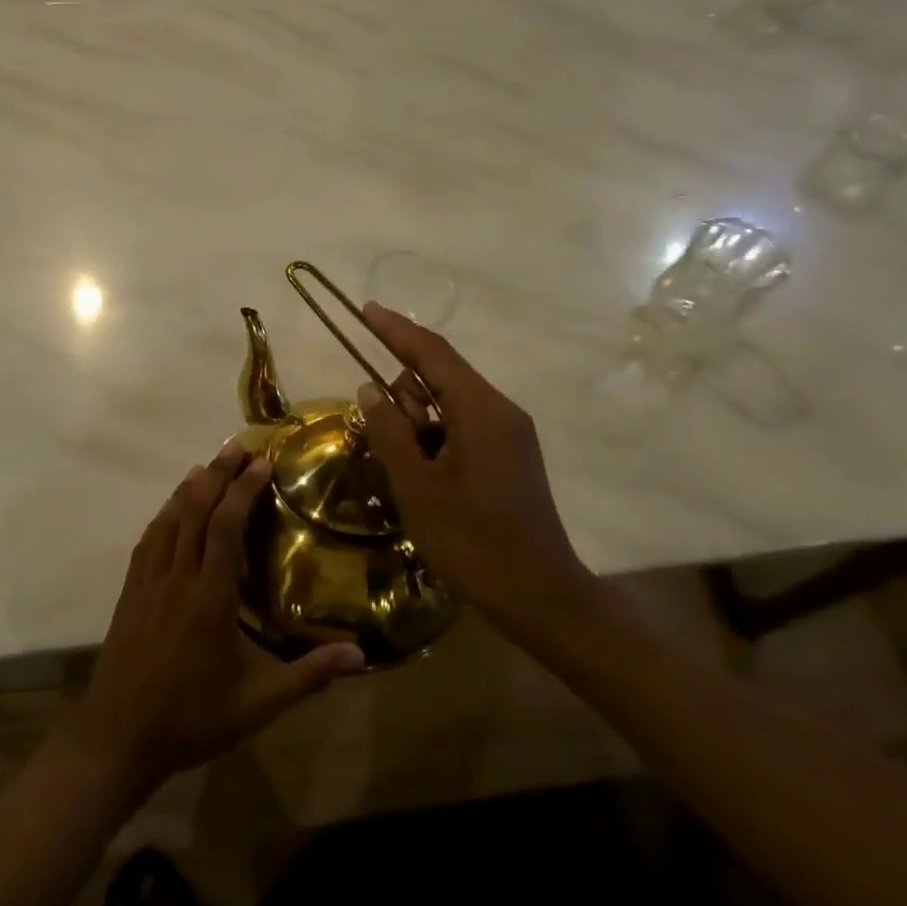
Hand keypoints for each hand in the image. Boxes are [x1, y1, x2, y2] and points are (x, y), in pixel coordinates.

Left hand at [74, 442, 364, 786]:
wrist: (117, 736)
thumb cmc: (192, 718)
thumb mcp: (258, 704)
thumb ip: (309, 675)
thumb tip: (360, 655)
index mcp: (209, 598)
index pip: (225, 527)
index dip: (243, 490)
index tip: (261, 462)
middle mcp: (176, 578)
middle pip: (195, 511)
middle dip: (217, 474)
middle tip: (238, 447)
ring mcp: (148, 582)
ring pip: (168, 520)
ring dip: (189, 488)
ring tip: (209, 466)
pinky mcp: (129, 592)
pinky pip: (149, 540)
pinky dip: (165, 514)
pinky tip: (172, 510)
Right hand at [355, 302, 596, 630]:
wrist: (539, 595)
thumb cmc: (472, 542)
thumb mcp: (417, 487)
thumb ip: (390, 432)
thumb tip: (370, 389)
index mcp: (482, 411)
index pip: (433, 354)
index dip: (397, 330)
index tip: (367, 309)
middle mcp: (501, 411)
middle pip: (441, 379)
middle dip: (405, 399)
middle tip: (388, 447)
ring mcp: (510, 435)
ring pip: (450, 407)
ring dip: (419, 426)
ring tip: (409, 475)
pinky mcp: (510, 457)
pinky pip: (463, 429)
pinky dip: (435, 441)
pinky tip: (426, 480)